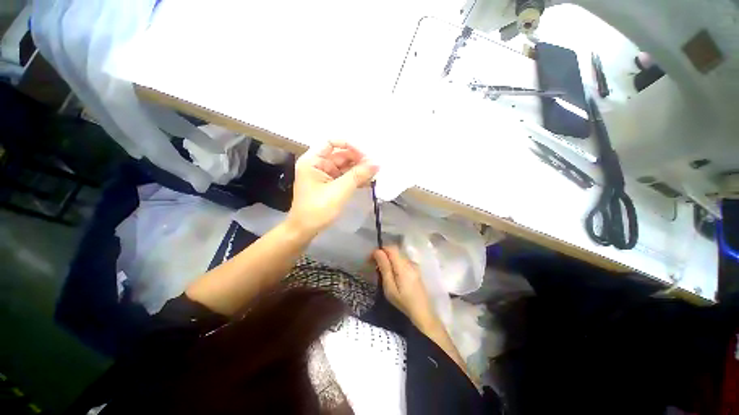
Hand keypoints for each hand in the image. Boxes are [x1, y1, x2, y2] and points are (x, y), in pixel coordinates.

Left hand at [287, 141, 377, 235]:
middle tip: (375, 165)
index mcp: (313, 160)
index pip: (331, 142)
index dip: (349, 145)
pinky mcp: (330, 185)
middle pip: (340, 154)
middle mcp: (318, 164)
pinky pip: (345, 177)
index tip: (365, 154)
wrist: (305, 230)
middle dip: (358, 159)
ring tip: (375, 173)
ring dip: (359, 169)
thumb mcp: (339, 191)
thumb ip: (358, 175)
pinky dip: (355, 178)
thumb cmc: (318, 209)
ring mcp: (324, 175)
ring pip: (345, 166)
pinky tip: (368, 181)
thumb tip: (376, 163)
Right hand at [373, 246, 437, 328]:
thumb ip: (384, 267)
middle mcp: (410, 262)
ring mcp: (414, 265)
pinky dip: (395, 263)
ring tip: (381, 271)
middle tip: (374, 266)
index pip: (391, 248)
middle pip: (394, 251)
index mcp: (403, 265)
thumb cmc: (404, 301)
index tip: (370, 258)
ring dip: (388, 259)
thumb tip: (378, 251)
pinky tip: (392, 274)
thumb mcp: (390, 287)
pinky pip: (402, 261)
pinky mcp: (416, 270)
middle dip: (383, 255)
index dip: (380, 250)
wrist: (422, 312)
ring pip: (398, 256)